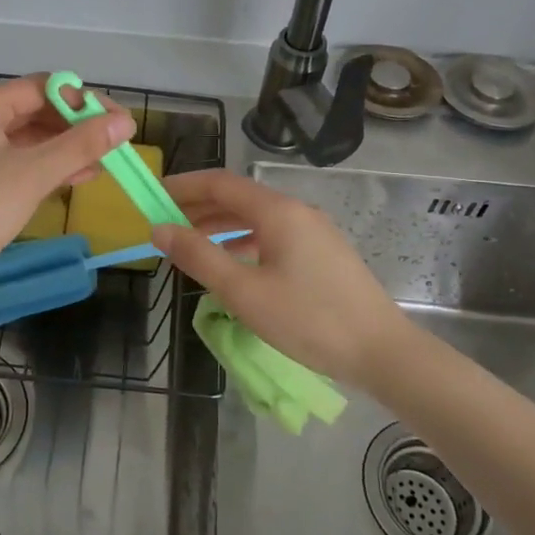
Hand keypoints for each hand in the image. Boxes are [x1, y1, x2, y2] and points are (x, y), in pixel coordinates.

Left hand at [0, 75, 134, 281]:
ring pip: (24, 138)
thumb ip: (81, 145)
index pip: (43, 87)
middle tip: (114, 146)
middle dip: (75, 127)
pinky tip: (71, 180)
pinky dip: (40, 167)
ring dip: (62, 149)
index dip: (84, 102)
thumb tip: (125, 122)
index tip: (118, 123)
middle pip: (33, 110)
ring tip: (102, 165)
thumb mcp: (33, 175)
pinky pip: (11, 160)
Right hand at [151, 169, 419, 389]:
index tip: (153, 196)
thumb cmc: (308, 320)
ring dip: (220, 225)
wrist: (381, 351)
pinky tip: (232, 262)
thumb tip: (159, 229)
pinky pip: (273, 234)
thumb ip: (199, 256)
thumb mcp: (244, 292)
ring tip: (190, 244)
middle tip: (164, 222)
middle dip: (198, 206)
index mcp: (278, 211)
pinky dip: (244, 240)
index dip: (184, 186)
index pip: (220, 183)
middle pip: (239, 197)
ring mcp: (314, 231)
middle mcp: (296, 211)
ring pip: (256, 217)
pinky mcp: (322, 253)